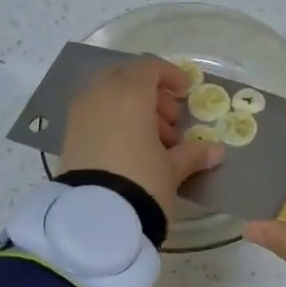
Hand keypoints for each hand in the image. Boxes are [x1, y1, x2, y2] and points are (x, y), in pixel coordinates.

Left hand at [59, 56, 223, 222]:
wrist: (94, 218)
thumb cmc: (142, 182)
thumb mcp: (172, 169)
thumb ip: (194, 153)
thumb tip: (217, 151)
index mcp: (130, 94)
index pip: (149, 67)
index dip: (170, 76)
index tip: (185, 94)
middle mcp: (101, 95)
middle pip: (126, 77)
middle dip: (150, 93)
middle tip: (170, 121)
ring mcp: (80, 114)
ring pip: (108, 95)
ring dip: (132, 108)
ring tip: (153, 142)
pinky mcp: (68, 135)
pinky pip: (94, 113)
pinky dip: (112, 120)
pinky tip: (128, 150)